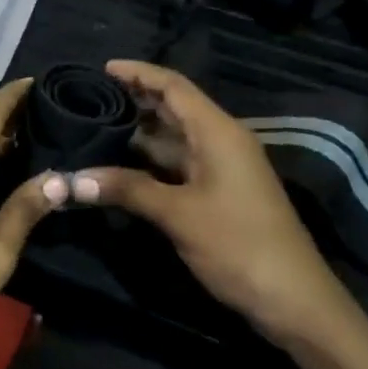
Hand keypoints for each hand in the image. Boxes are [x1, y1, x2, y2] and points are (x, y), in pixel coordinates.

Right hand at [70, 60, 347, 336]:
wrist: (293, 300)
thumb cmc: (238, 245)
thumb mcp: (178, 214)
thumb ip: (127, 189)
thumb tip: (74, 180)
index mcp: (218, 132)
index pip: (174, 87)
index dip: (139, 73)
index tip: (103, 68)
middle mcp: (222, 140)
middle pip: (175, 107)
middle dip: (136, 98)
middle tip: (91, 96)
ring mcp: (223, 167)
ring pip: (175, 137)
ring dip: (140, 130)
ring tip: (97, 125)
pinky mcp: (220, 192)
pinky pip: (180, 162)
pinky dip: (151, 158)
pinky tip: (122, 163)